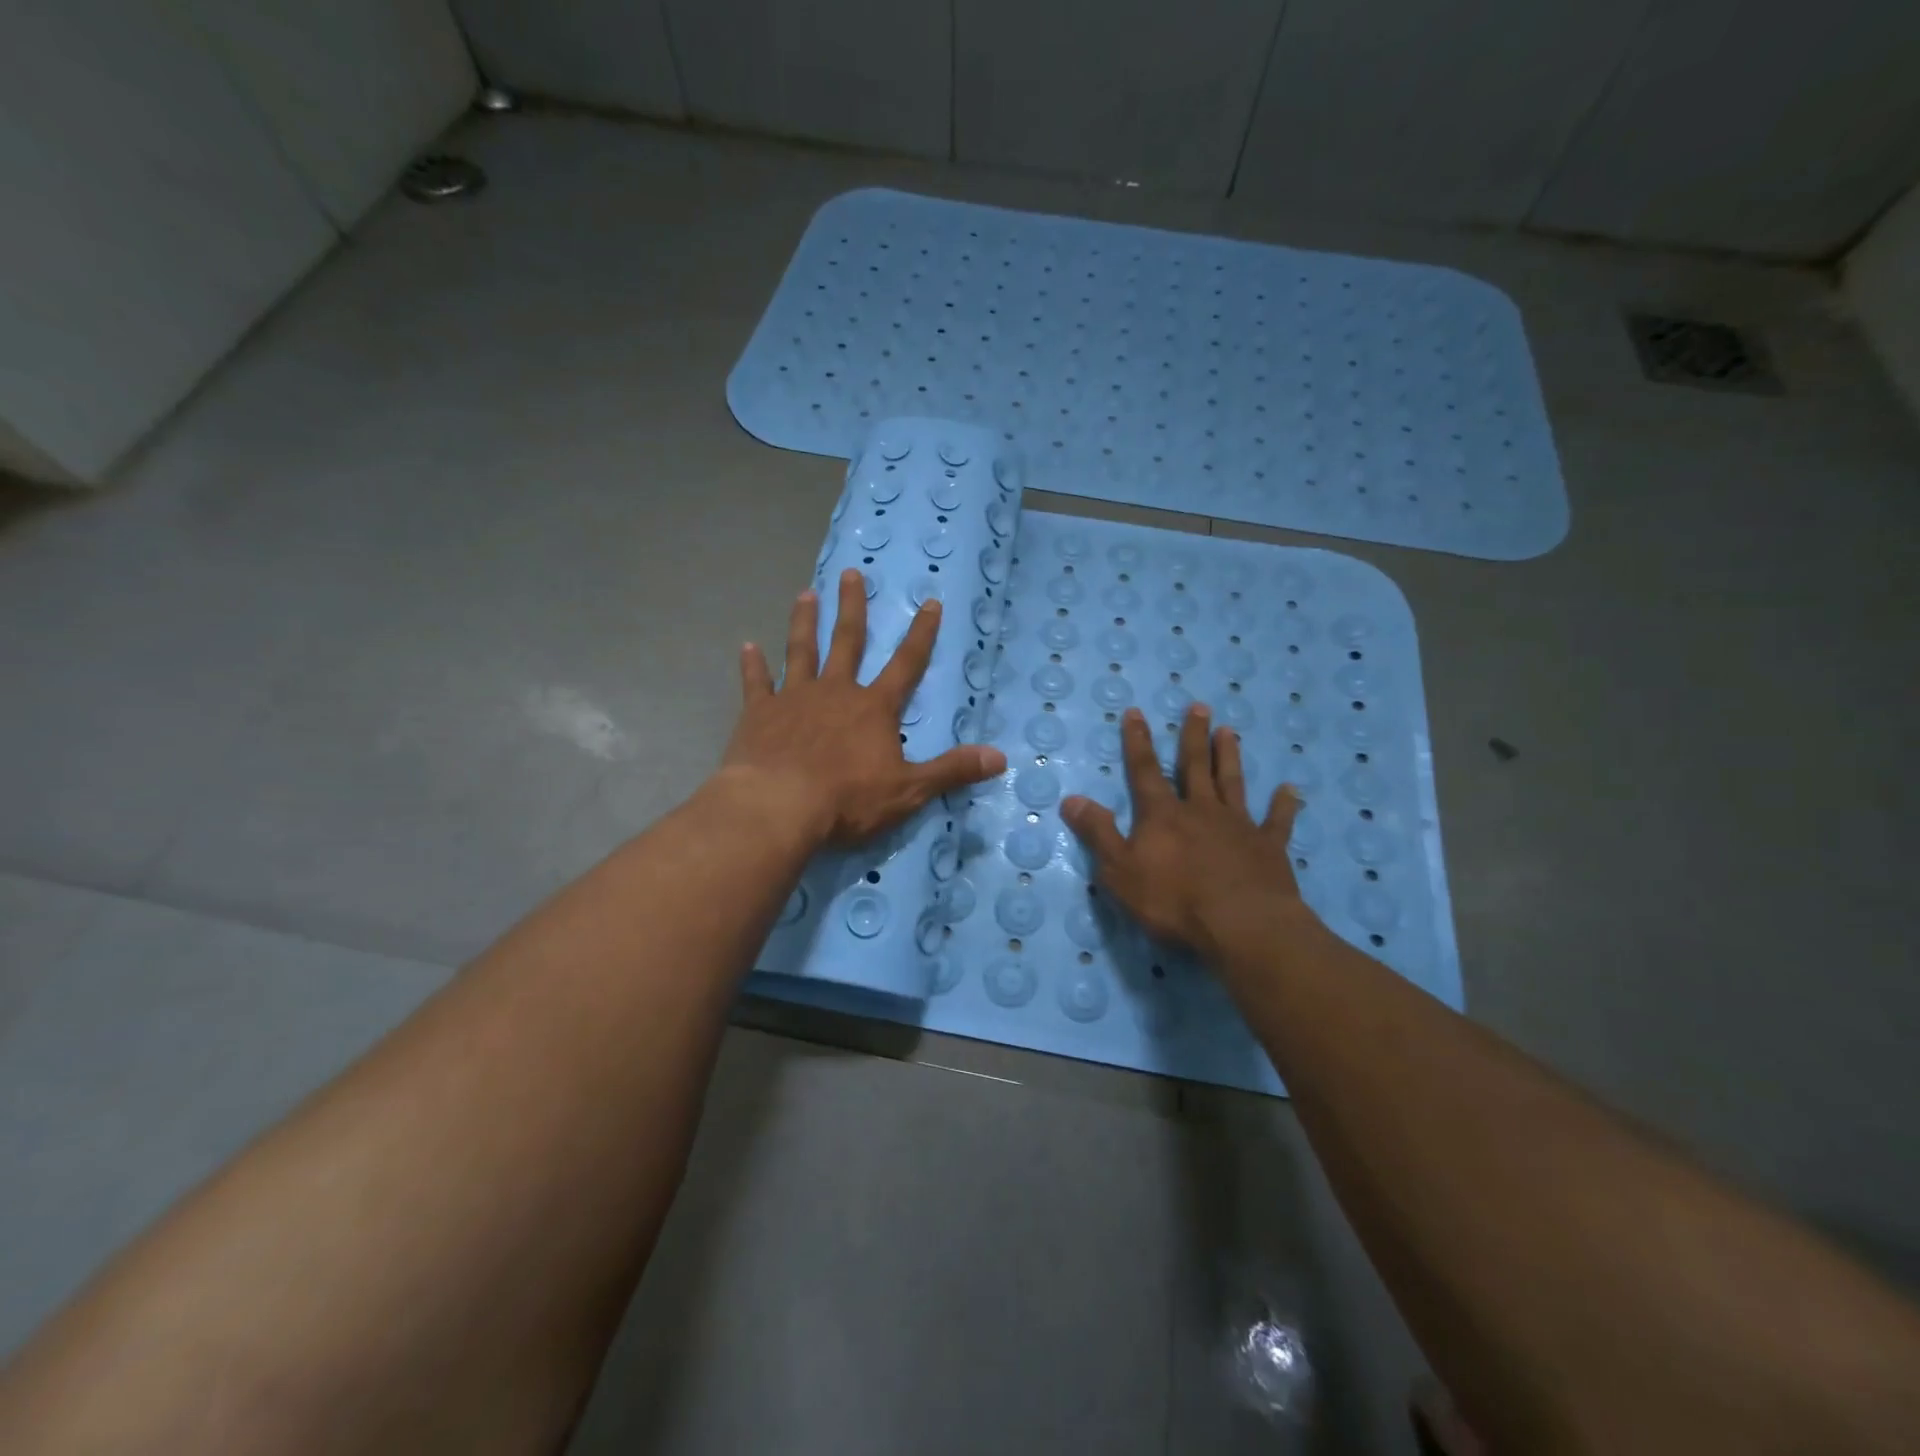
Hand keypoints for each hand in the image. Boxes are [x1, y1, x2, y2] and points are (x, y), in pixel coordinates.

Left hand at [722, 568, 1007, 847]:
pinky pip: (756, 683)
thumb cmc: (848, 799)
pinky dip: (752, 665)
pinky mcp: (759, 714)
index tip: (930, 602)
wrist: (778, 806)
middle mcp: (835, 692)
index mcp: (873, 708)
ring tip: (805, 594)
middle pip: (848, 642)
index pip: (906, 664)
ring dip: (804, 623)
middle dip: (853, 608)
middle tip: (851, 574)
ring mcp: (793, 698)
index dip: (922, 634)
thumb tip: (1000, 757)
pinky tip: (747, 647)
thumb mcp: (909, 790)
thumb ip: (952, 770)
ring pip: (801, 651)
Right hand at [1061, 704, 1305, 964]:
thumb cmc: (1173, 901)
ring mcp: (1238, 826)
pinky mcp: (1269, 848)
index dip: (1137, 741)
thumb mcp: (1119, 871)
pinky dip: (1283, 805)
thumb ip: (1098, 833)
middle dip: (1193, 736)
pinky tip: (1289, 790)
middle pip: (1194, 767)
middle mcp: (1201, 810)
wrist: (1241, 925)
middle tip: (1198, 706)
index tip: (1136, 712)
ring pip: (1232, 783)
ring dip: (1229, 756)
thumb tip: (1071, 799)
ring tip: (1230, 731)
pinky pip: (1277, 821)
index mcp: (1162, 815)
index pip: (1145, 771)